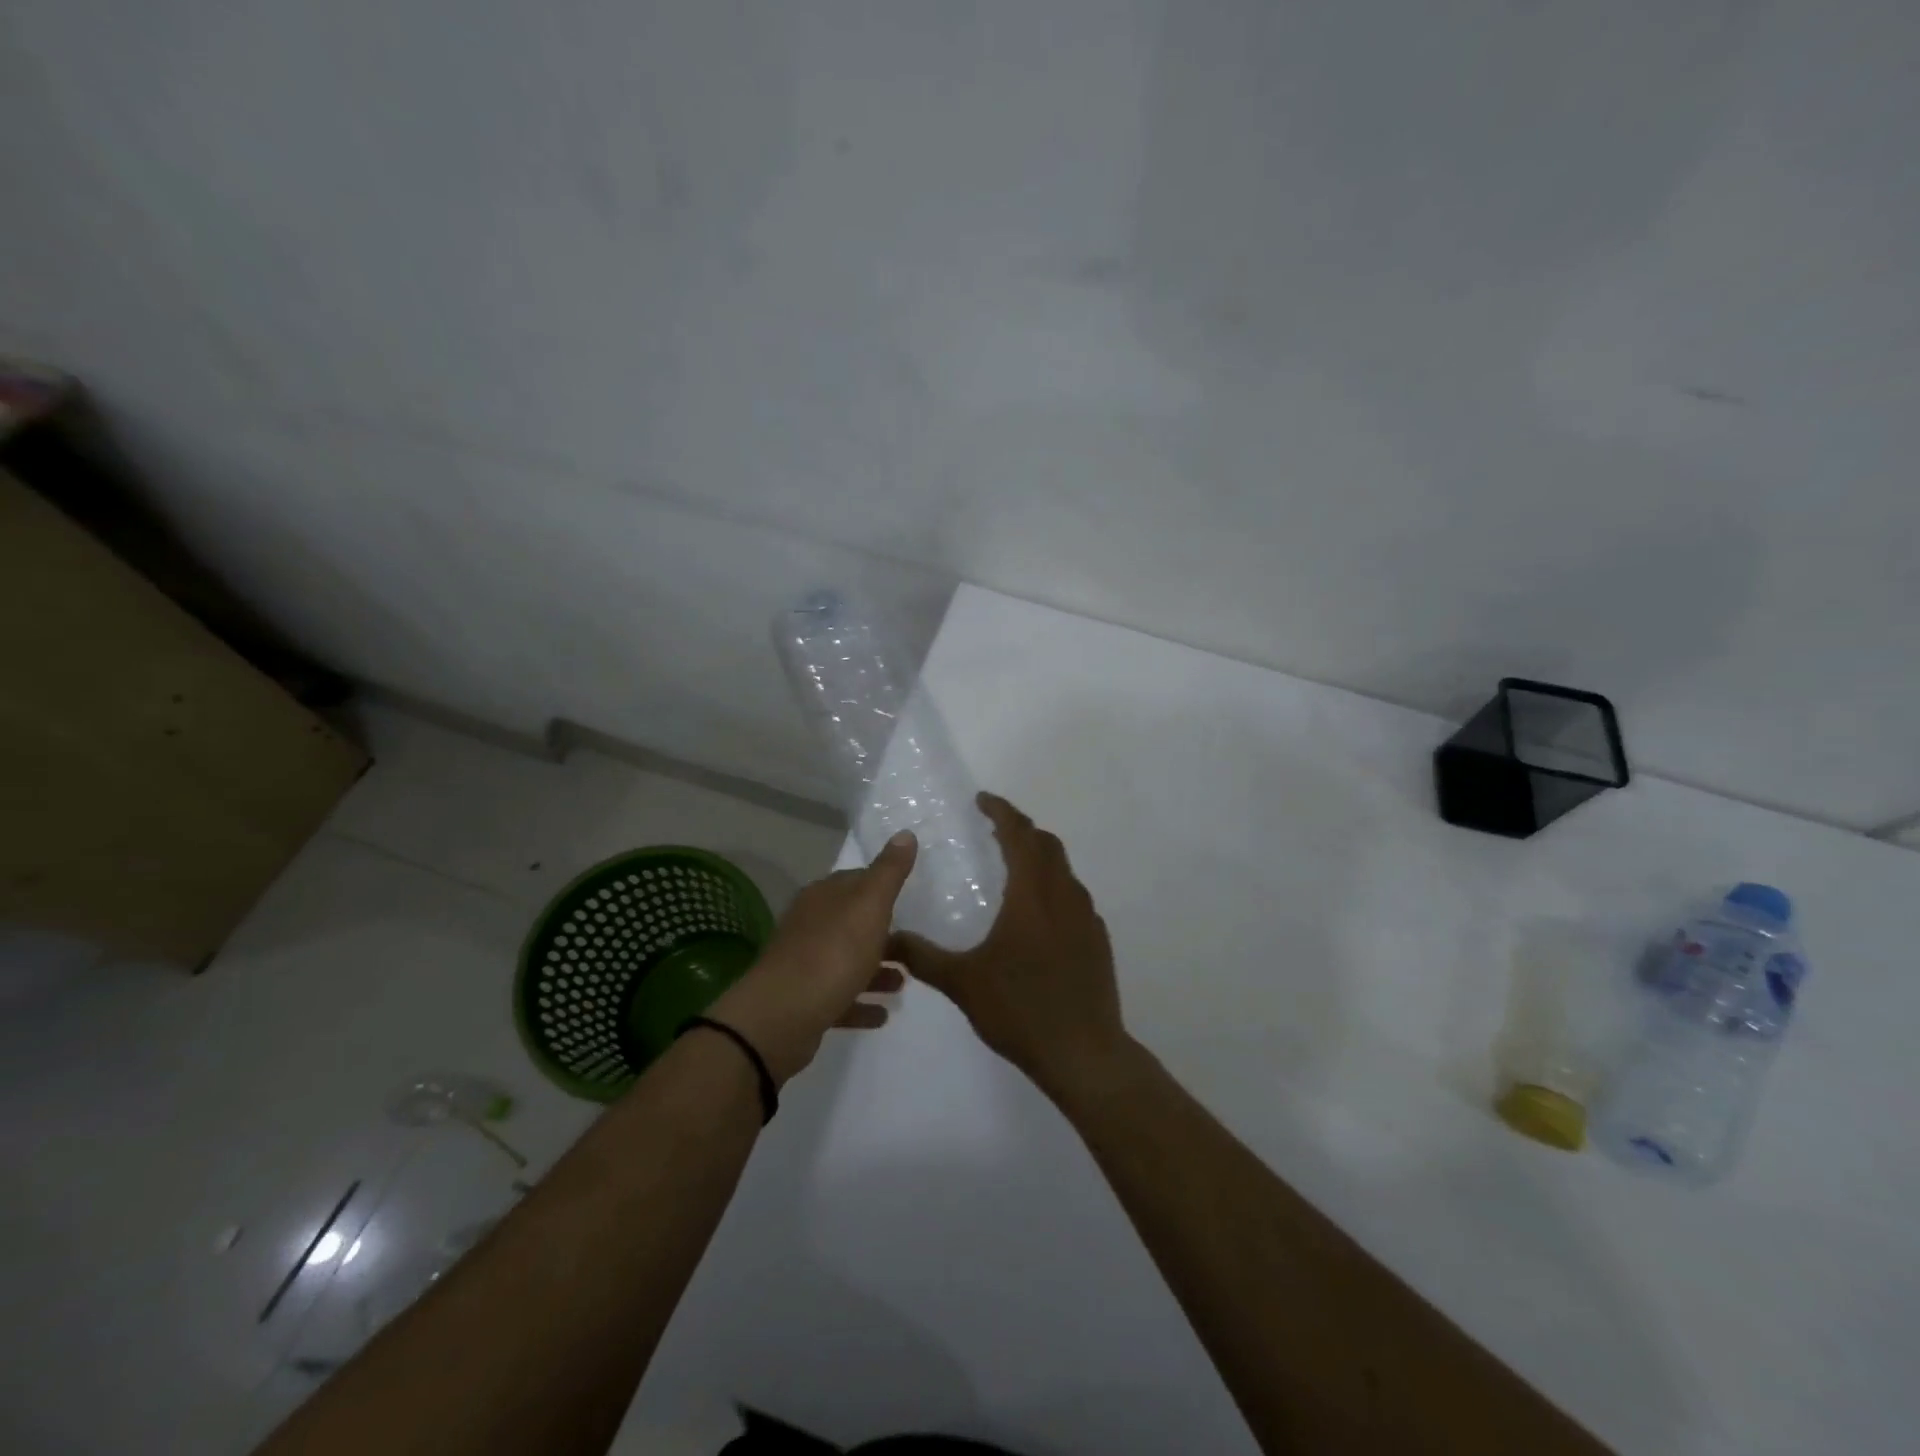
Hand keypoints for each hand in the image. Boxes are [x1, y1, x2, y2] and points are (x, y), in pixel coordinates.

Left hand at [708, 832, 915, 1084]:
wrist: (782, 1016)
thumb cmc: (833, 952)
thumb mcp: (870, 905)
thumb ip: (889, 872)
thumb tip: (905, 833)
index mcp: (823, 896)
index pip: (856, 880)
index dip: (882, 887)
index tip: (909, 898)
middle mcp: (810, 925)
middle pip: (852, 922)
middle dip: (882, 932)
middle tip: (914, 944)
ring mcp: (804, 965)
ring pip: (847, 961)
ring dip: (876, 970)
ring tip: (905, 982)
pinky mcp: (804, 1002)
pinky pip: (840, 998)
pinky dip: (861, 1002)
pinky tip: (883, 1014)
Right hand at [890, 793, 1133, 1105]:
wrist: (1083, 1053)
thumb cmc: (1021, 1010)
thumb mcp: (963, 983)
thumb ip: (923, 957)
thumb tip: (888, 939)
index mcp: (1032, 895)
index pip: (1019, 835)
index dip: (1002, 812)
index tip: (982, 800)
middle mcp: (1064, 896)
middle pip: (1047, 845)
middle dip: (1021, 829)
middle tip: (994, 830)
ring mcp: (1087, 918)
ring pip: (1064, 870)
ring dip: (1040, 858)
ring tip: (1014, 868)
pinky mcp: (1098, 941)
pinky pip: (1075, 898)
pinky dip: (1055, 888)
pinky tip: (1039, 916)